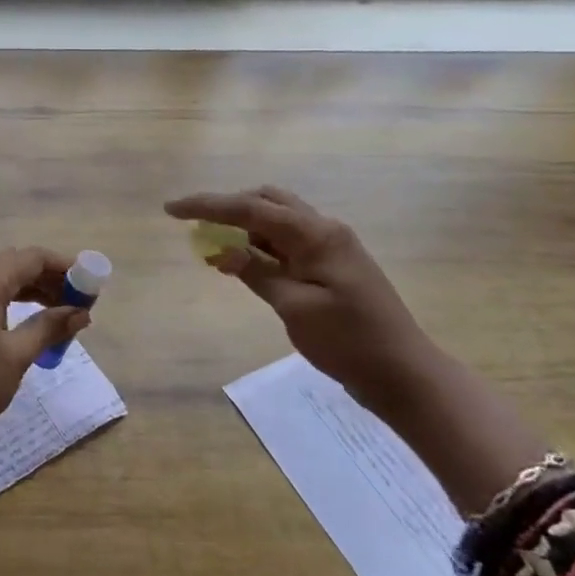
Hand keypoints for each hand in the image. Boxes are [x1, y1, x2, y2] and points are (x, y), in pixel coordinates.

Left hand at [0, 247, 90, 448]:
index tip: (89, 283)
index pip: (31, 258)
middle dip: (50, 277)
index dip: (63, 266)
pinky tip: (31, 322)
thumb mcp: (18, 354)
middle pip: (16, 265)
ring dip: (33, 290)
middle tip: (78, 301)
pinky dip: (14, 302)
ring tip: (62, 312)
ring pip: (2, 281)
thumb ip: (50, 327)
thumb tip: (81, 313)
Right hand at [165, 186, 437, 416]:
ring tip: (213, 246)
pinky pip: (287, 243)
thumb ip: (257, 273)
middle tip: (196, 225)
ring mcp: (331, 247)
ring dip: (243, 226)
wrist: (404, 374)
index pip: (250, 208)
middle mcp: (324, 230)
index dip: (207, 206)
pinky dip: (260, 246)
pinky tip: (243, 262)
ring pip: (277, 220)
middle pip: (267, 201)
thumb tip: (223, 251)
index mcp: (316, 235)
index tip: (171, 209)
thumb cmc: (349, 342)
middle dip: (227, 207)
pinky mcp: (331, 266)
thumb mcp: (295, 309)